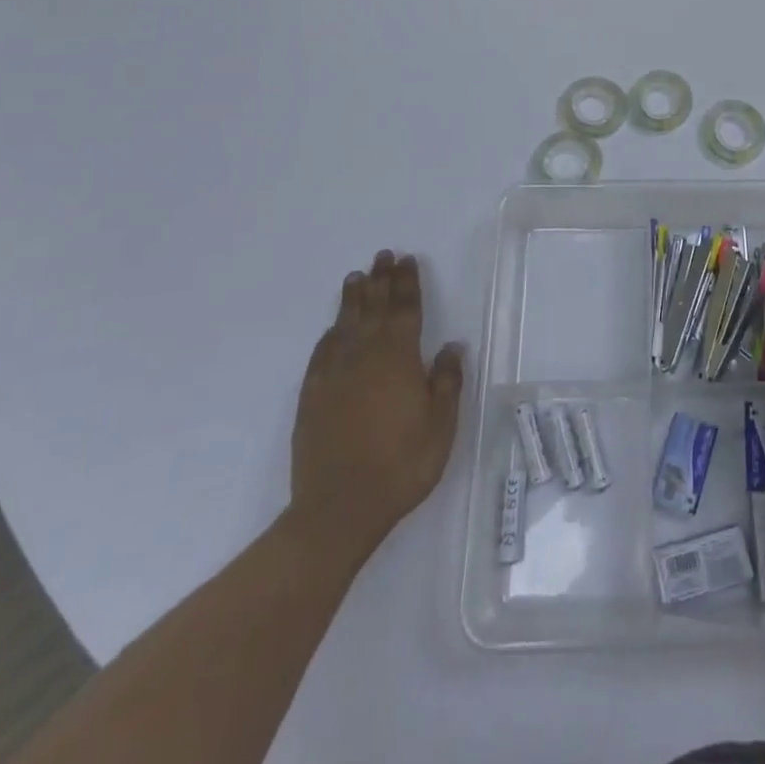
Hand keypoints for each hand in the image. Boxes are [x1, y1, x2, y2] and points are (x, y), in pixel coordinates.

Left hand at [290, 251, 463, 543]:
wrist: (339, 508)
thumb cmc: (401, 465)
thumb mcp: (440, 425)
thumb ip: (446, 381)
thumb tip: (451, 346)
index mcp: (399, 358)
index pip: (405, 309)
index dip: (407, 283)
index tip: (407, 260)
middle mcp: (365, 356)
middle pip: (374, 308)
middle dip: (380, 280)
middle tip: (382, 256)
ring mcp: (334, 375)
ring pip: (345, 324)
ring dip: (353, 299)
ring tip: (356, 277)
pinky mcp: (312, 396)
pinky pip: (322, 352)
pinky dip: (330, 333)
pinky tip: (333, 328)